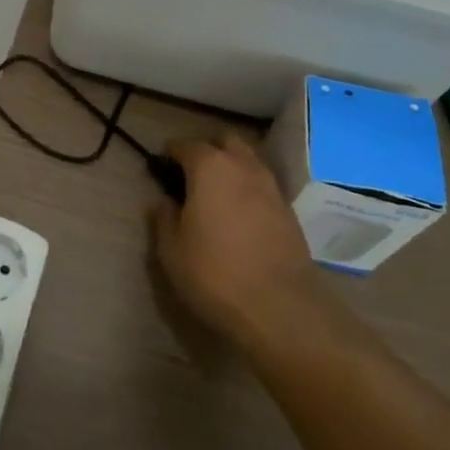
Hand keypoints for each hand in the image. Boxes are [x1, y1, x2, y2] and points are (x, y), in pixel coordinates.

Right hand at [150, 134, 322, 351]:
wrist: (280, 308)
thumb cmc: (214, 273)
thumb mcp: (172, 250)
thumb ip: (163, 218)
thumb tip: (162, 200)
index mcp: (210, 167)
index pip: (185, 145)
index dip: (170, 153)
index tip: (160, 167)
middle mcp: (243, 167)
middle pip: (225, 142)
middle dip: (207, 150)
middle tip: (191, 174)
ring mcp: (271, 187)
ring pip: (249, 161)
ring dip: (232, 167)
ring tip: (216, 194)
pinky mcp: (289, 211)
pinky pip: (263, 185)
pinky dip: (249, 189)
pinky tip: (239, 214)